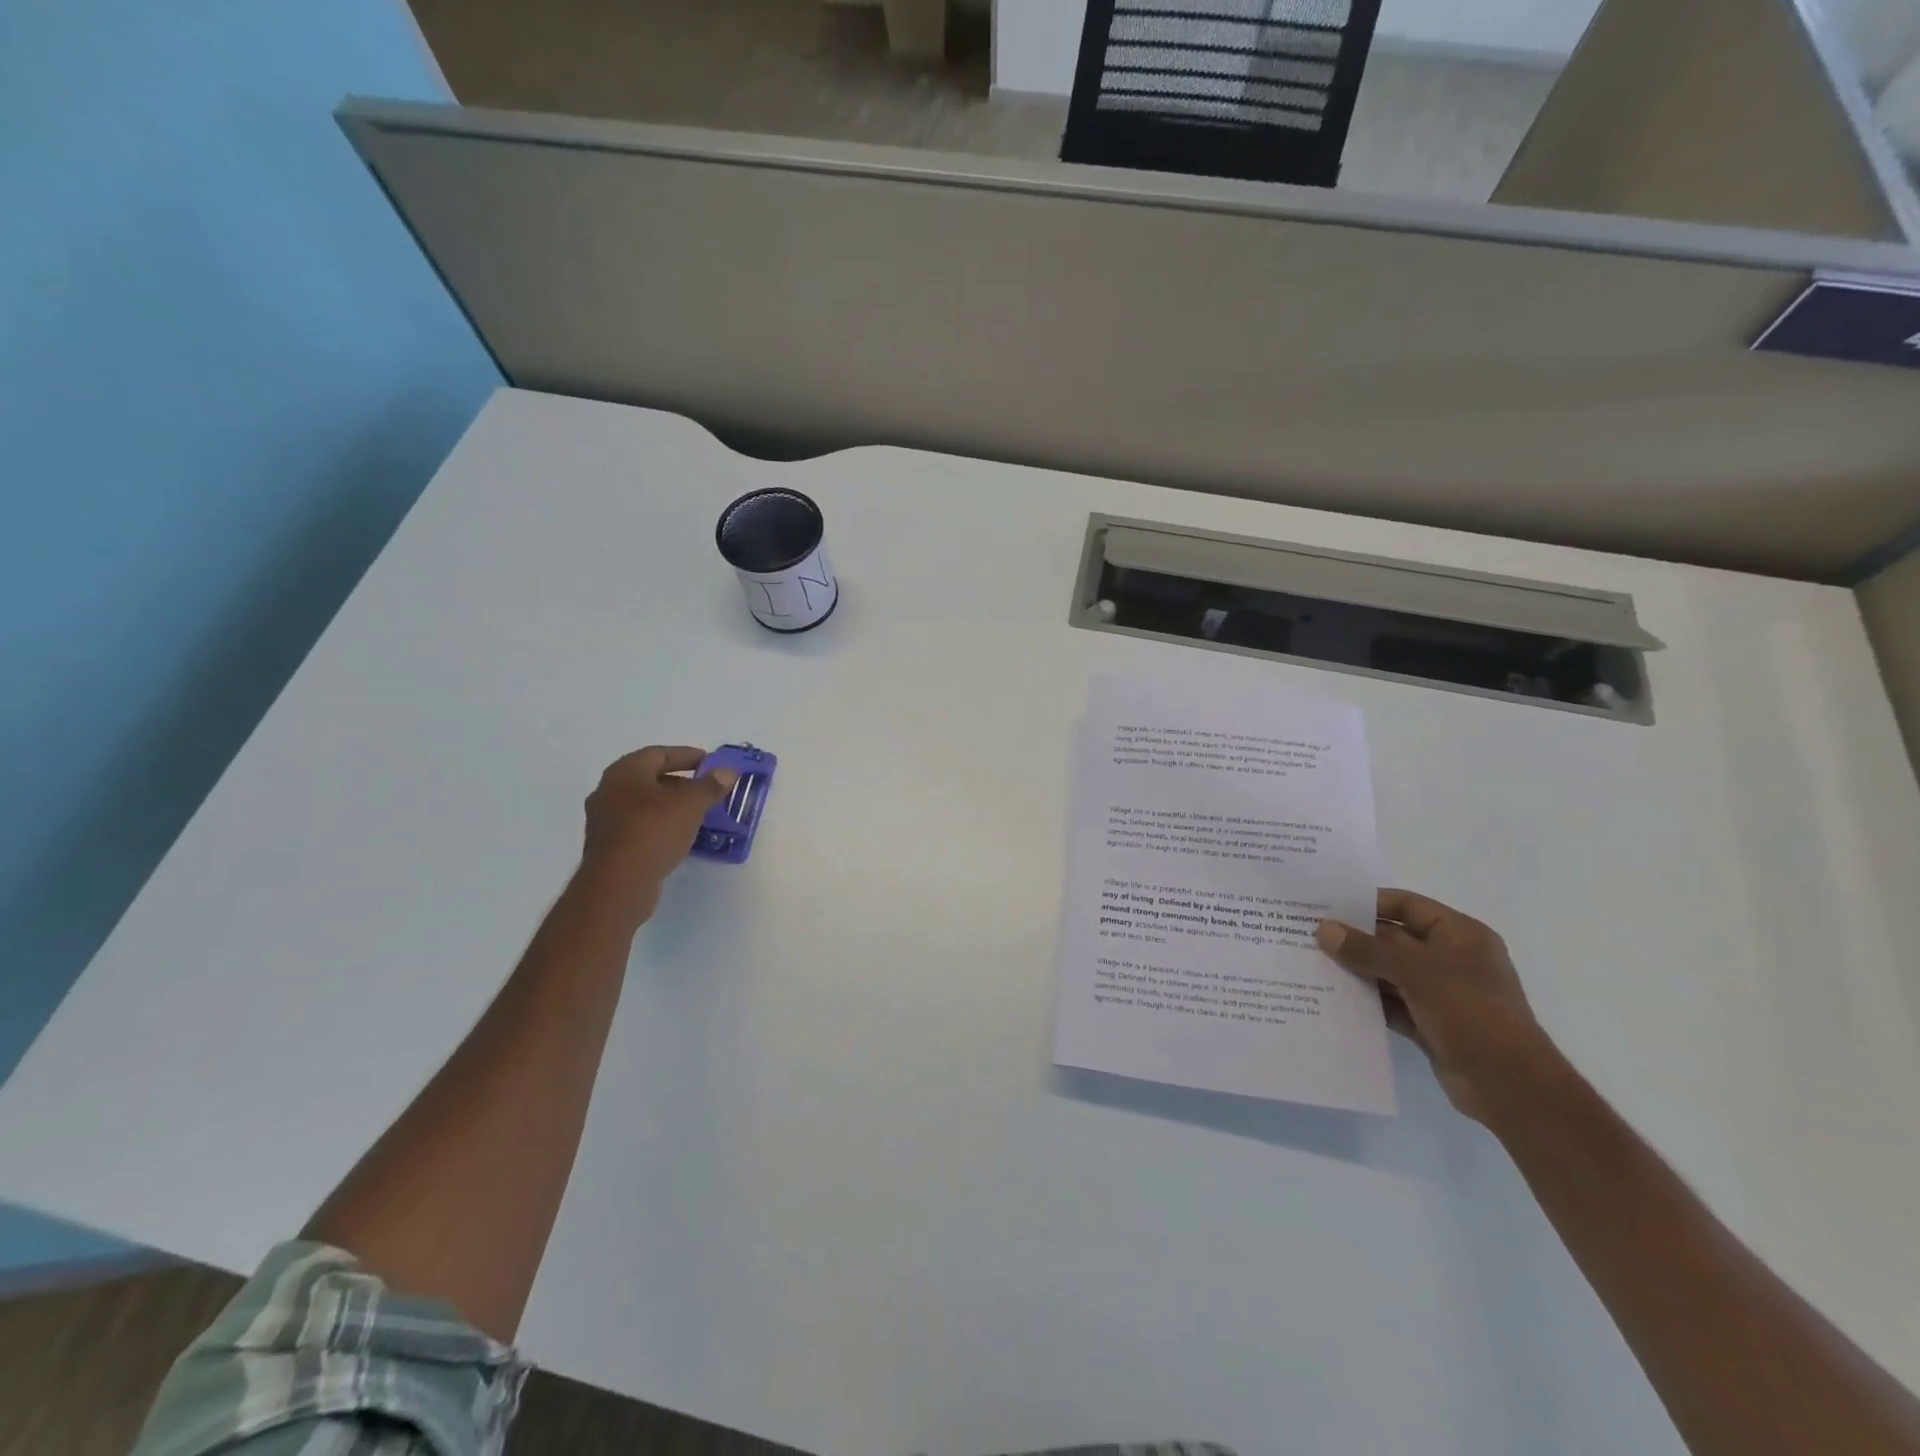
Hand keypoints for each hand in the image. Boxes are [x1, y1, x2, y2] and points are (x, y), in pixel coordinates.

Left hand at [578, 746, 735, 924]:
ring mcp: (605, 819)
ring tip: (698, 813)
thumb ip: (710, 785)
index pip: (659, 753)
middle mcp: (609, 790)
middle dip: (680, 782)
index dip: (686, 755)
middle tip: (706, 788)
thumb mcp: (691, 805)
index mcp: (625, 772)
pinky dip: (660, 825)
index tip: (709, 762)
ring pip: (644, 804)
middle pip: (650, 778)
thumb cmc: (653, 832)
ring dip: (670, 805)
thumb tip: (727, 771)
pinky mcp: (608, 845)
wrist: (618, 884)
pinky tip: (679, 835)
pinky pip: (639, 825)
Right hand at [1316, 890, 1556, 1123]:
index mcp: (1459, 935)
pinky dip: (1366, 1000)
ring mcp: (1440, 994)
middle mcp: (1450, 959)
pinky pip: (1390, 1004)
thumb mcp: (1416, 972)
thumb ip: (1367, 949)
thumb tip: (1323, 929)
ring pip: (1388, 973)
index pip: (1406, 906)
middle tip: (1308, 934)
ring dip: (1356, 970)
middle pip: (1393, 939)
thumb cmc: (1470, 1012)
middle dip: (1354, 939)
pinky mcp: (1429, 1024)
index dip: (1368, 903)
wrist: (1510, 1086)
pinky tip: (1332, 997)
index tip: (1326, 905)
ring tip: (1311, 962)